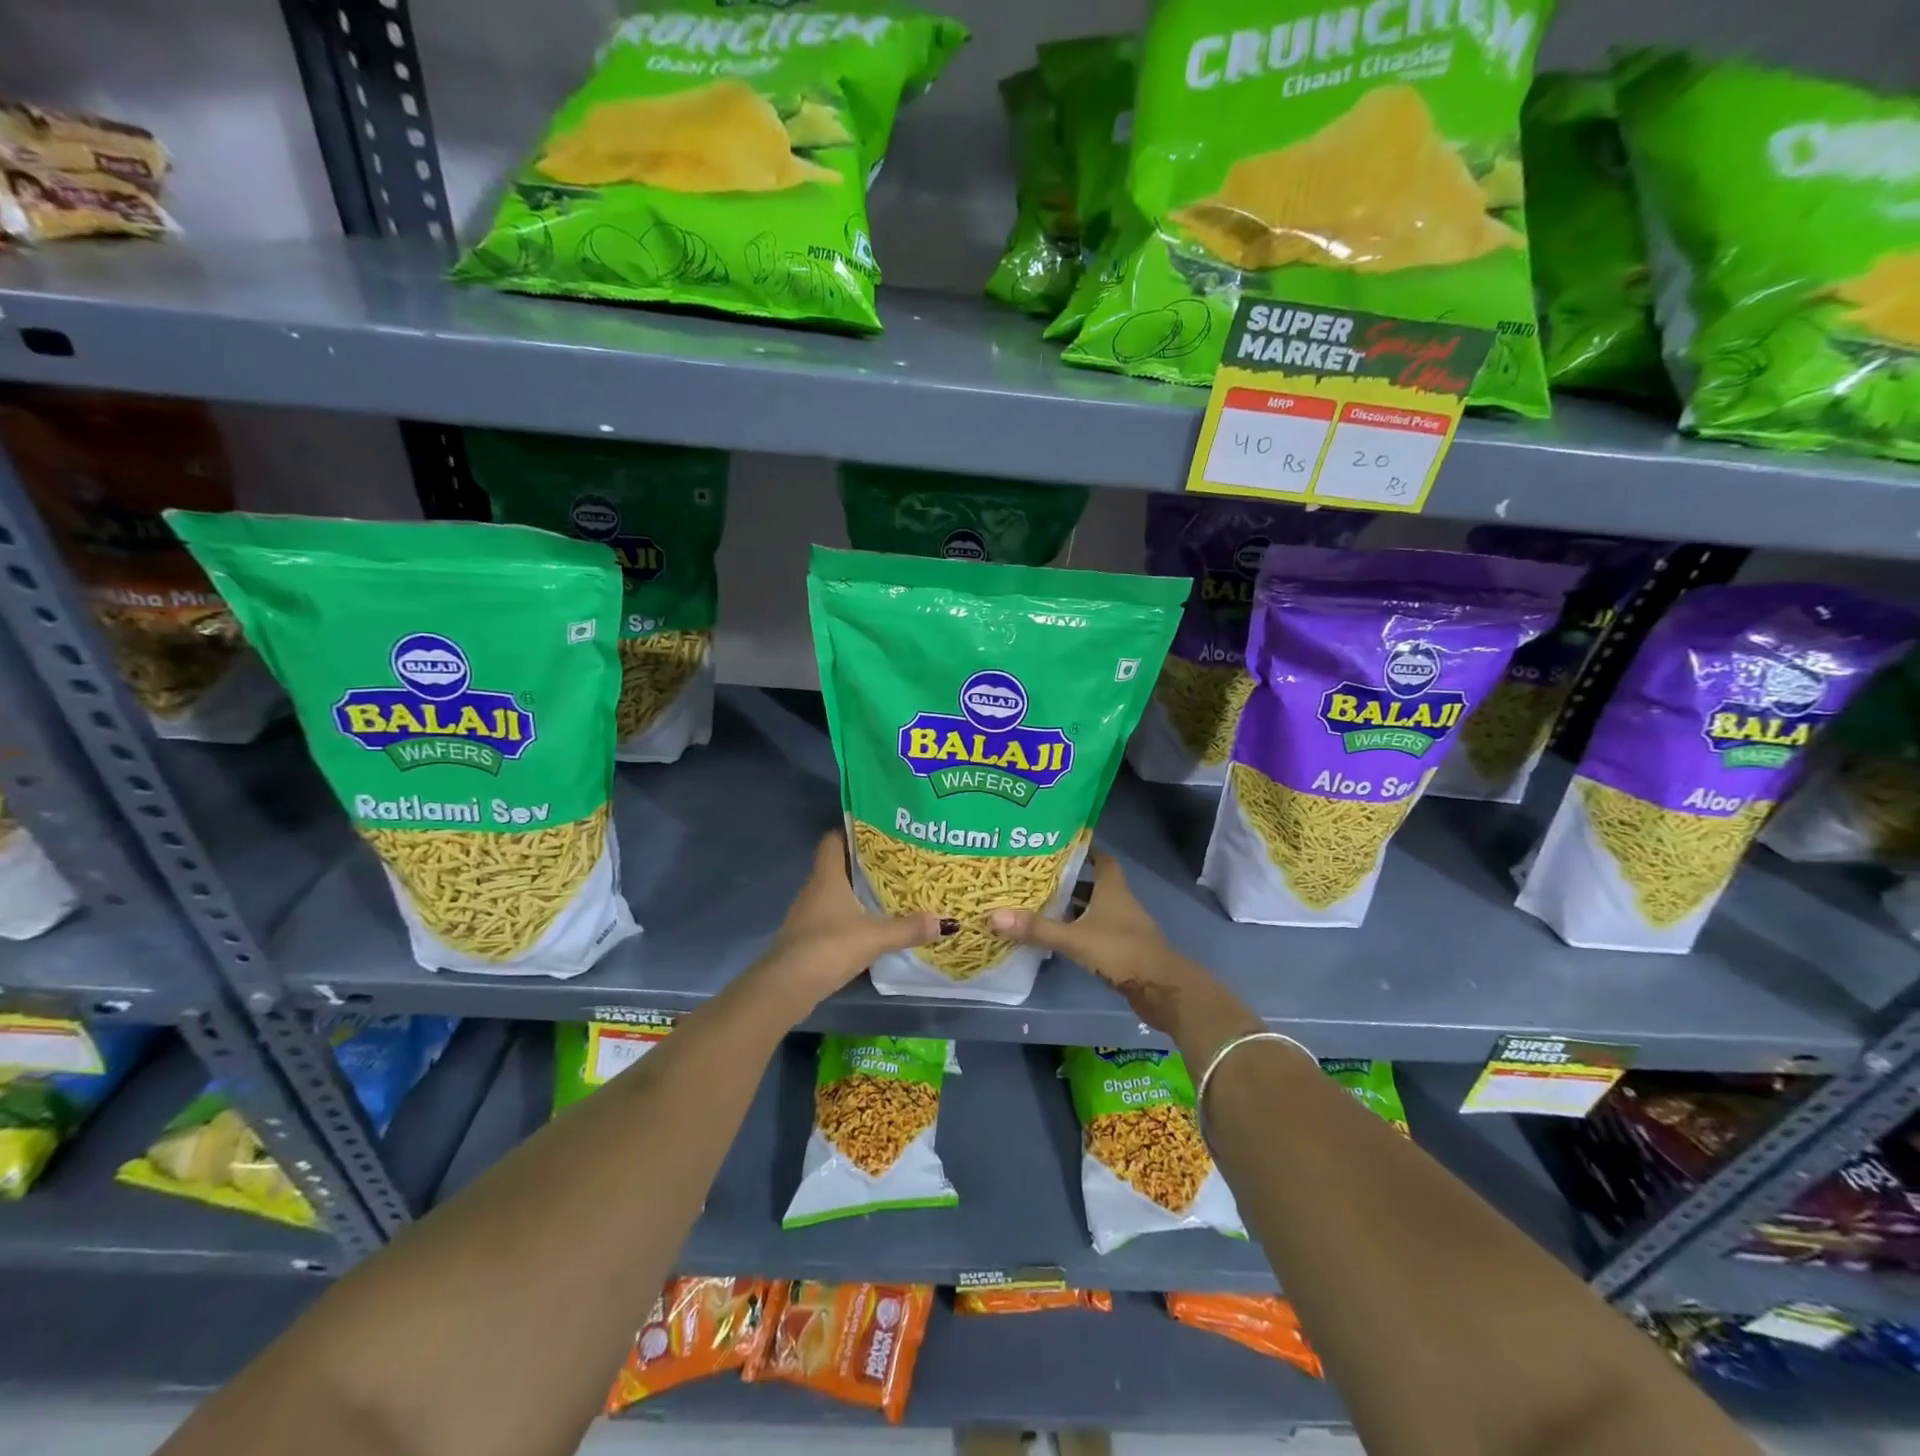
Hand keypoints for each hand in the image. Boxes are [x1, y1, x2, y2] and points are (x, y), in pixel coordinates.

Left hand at [757, 831, 946, 1009]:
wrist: (787, 987)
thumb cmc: (829, 947)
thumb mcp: (875, 937)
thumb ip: (909, 928)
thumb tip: (946, 921)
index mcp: (827, 876)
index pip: (833, 840)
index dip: (852, 832)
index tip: (879, 832)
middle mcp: (814, 889)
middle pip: (838, 866)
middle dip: (864, 864)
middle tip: (896, 862)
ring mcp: (807, 914)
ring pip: (835, 893)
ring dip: (857, 892)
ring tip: (889, 892)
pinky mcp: (807, 937)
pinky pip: (832, 916)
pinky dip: (849, 916)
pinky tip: (870, 925)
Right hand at [989, 851, 1185, 1020]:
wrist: (1161, 989)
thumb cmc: (1121, 951)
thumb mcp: (1075, 939)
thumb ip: (1037, 929)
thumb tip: (994, 916)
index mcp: (1112, 889)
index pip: (1101, 859)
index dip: (1084, 851)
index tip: (1059, 846)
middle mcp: (1119, 902)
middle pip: (1093, 884)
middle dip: (1068, 881)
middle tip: (1037, 878)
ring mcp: (1123, 926)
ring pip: (1094, 909)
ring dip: (1073, 908)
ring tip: (1040, 906)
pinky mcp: (1123, 948)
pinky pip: (1096, 931)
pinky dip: (1079, 930)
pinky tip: (1058, 937)